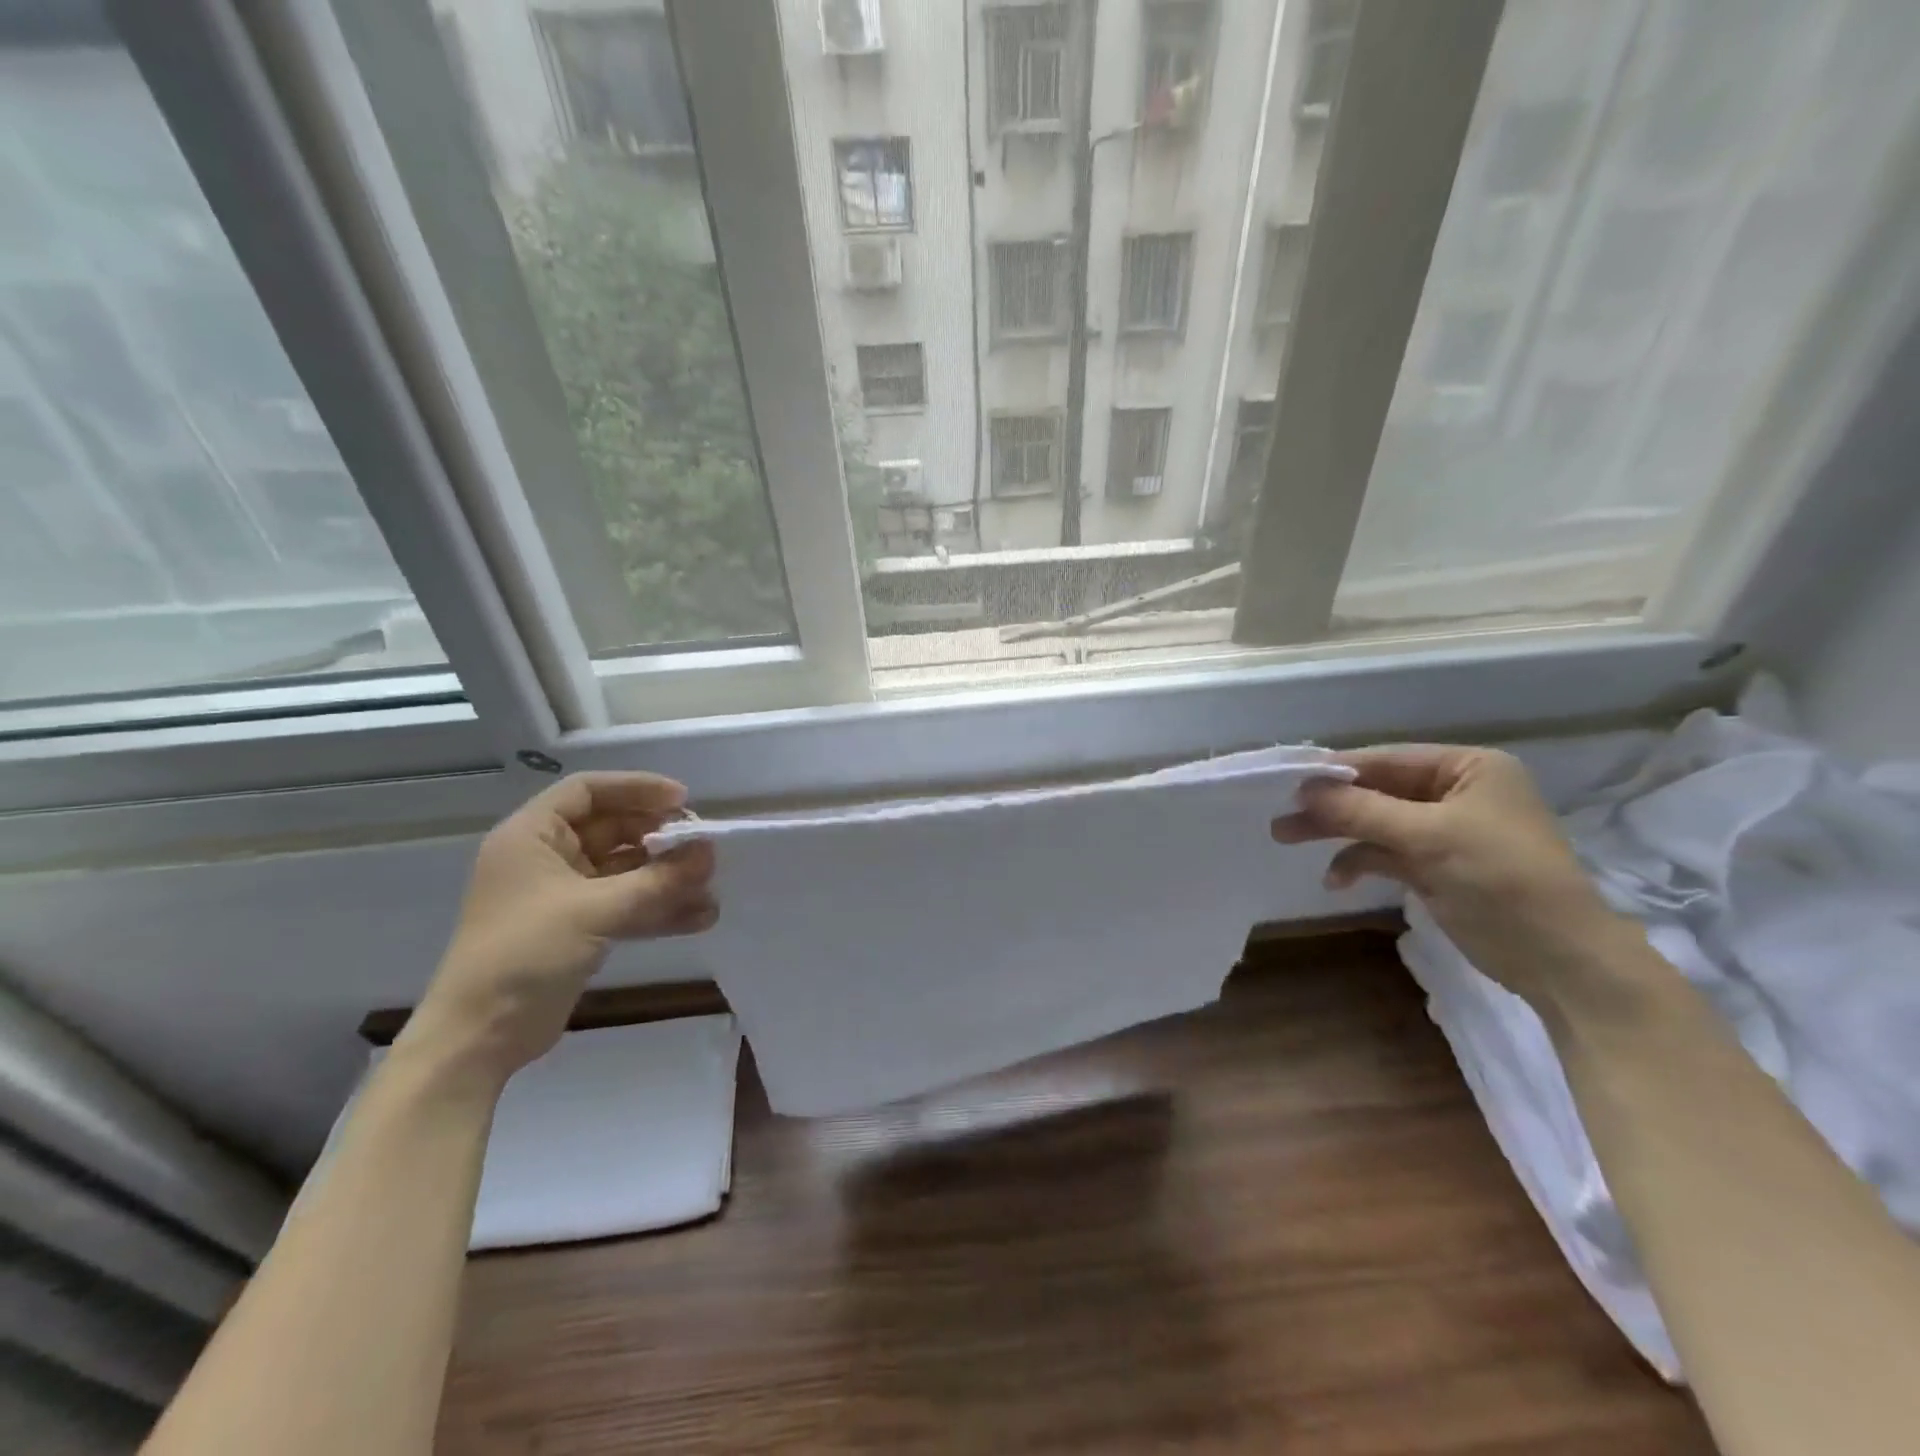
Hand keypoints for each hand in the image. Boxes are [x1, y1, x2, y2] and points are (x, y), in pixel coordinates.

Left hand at [400, 772, 717, 1084]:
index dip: (637, 788)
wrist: (480, 1037)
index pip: (588, 790)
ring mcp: (562, 895)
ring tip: (710, 887)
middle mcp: (546, 857)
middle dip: (660, 839)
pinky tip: (699, 918)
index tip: (682, 800)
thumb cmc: (525, 954)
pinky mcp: (577, 928)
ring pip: (624, 870)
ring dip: (666, 877)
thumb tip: (711, 852)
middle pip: (613, 829)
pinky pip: (625, 905)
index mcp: (532, 836)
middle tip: (703, 847)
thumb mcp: (595, 910)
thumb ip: (658, 880)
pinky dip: (658, 909)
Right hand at [1271, 746, 1639, 1007]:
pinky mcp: (1436, 866)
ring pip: (1376, 822)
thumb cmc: (1501, 878)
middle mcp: (1456, 792)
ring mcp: (1445, 831)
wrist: (1560, 958)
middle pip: (1377, 791)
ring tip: (1285, 838)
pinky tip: (1336, 879)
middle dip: (1330, 804)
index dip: (1336, 770)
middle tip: (1281, 815)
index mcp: (1468, 768)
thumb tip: (1303, 790)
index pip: (1388, 759)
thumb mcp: (1429, 837)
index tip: (1288, 781)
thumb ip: (1362, 810)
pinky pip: (1386, 853)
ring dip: (1337, 831)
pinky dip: (1359, 861)